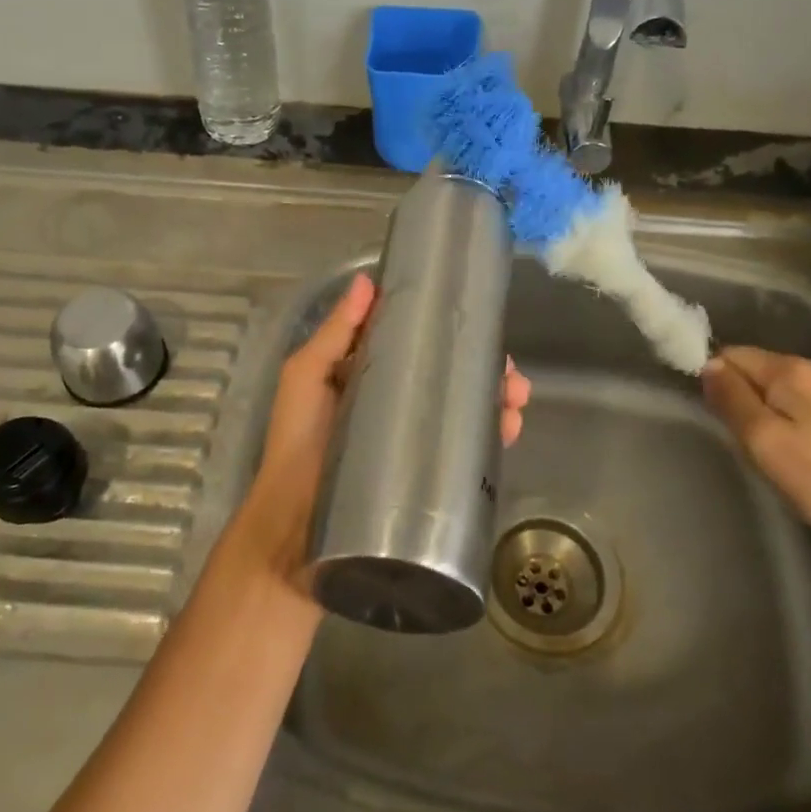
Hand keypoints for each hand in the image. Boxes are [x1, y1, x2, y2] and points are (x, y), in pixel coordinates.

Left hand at [238, 273, 530, 587]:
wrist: (295, 530)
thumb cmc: (297, 444)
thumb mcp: (306, 377)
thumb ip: (335, 333)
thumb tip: (366, 281)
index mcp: (370, 378)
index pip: (418, 345)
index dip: (447, 331)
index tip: (476, 320)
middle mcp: (397, 407)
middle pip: (450, 378)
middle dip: (484, 369)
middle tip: (508, 371)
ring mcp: (413, 444)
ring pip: (465, 412)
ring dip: (496, 399)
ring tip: (515, 398)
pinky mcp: (425, 479)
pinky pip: (465, 452)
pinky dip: (492, 437)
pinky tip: (507, 428)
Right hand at [701, 346, 810, 558]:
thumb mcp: (759, 437)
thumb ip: (730, 396)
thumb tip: (710, 365)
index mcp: (793, 368)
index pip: (733, 354)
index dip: (718, 381)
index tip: (720, 417)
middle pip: (757, 369)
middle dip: (741, 397)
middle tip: (746, 439)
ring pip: (778, 388)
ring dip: (764, 410)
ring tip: (769, 447)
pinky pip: (801, 402)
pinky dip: (788, 418)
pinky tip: (796, 448)